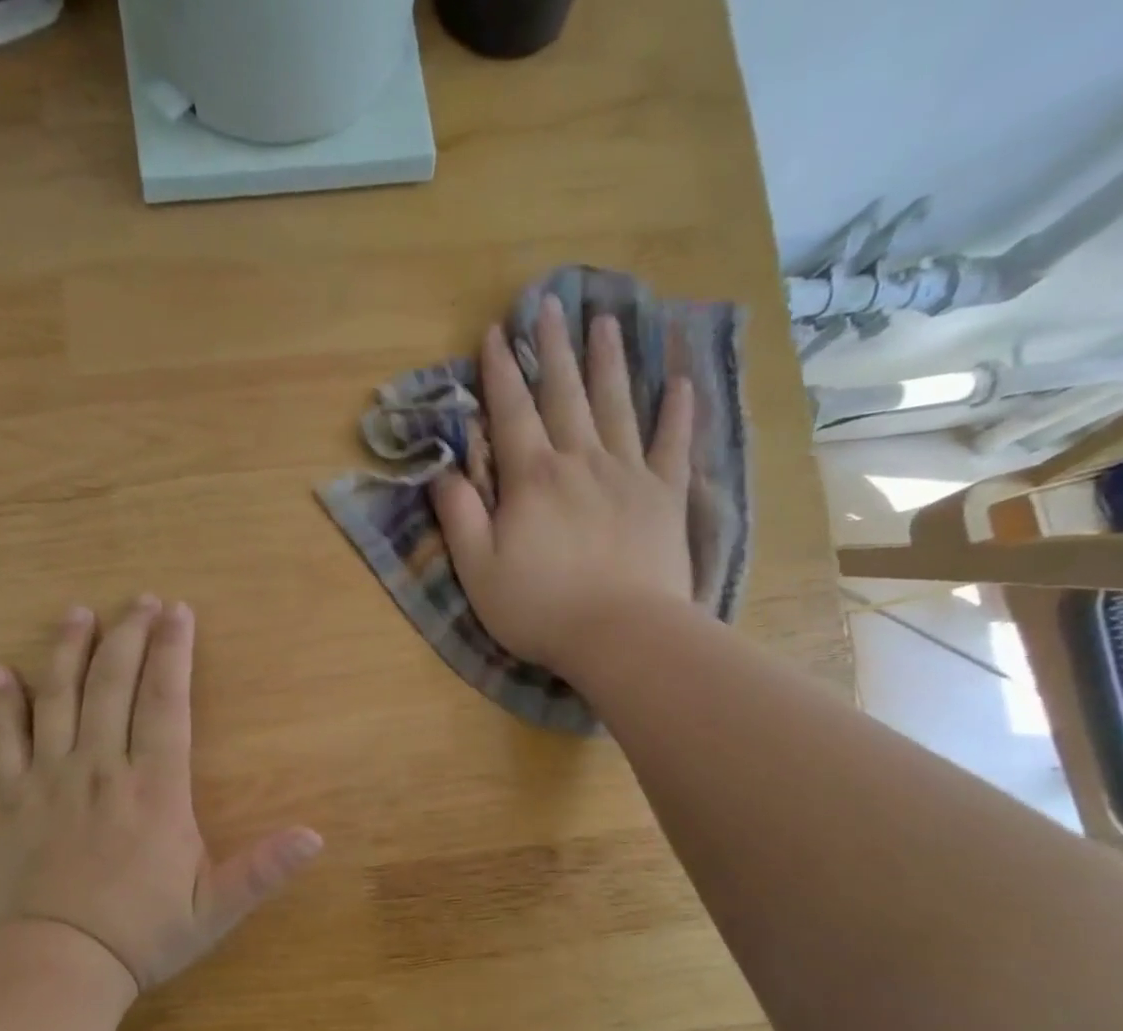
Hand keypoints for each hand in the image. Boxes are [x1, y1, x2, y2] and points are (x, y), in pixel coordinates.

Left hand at [0, 598, 321, 995]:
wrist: (58, 967)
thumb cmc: (143, 935)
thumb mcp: (214, 908)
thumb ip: (262, 869)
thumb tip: (315, 837)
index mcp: (154, 790)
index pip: (164, 703)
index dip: (173, 653)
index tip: (178, 612)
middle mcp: (101, 771)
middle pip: (112, 687)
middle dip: (128, 637)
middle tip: (139, 601)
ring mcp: (50, 782)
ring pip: (57, 701)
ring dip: (68, 653)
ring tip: (78, 614)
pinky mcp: (12, 802)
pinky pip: (3, 743)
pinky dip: (2, 706)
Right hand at [432, 294, 696, 675]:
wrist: (621, 635)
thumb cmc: (540, 608)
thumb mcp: (478, 570)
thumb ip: (459, 516)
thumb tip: (443, 470)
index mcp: (532, 478)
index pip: (511, 412)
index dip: (500, 371)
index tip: (495, 331)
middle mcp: (580, 461)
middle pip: (565, 394)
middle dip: (553, 348)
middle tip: (550, 304)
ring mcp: (629, 475)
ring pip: (617, 405)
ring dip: (608, 361)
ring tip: (605, 321)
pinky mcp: (665, 497)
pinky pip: (673, 444)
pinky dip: (677, 412)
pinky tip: (680, 382)